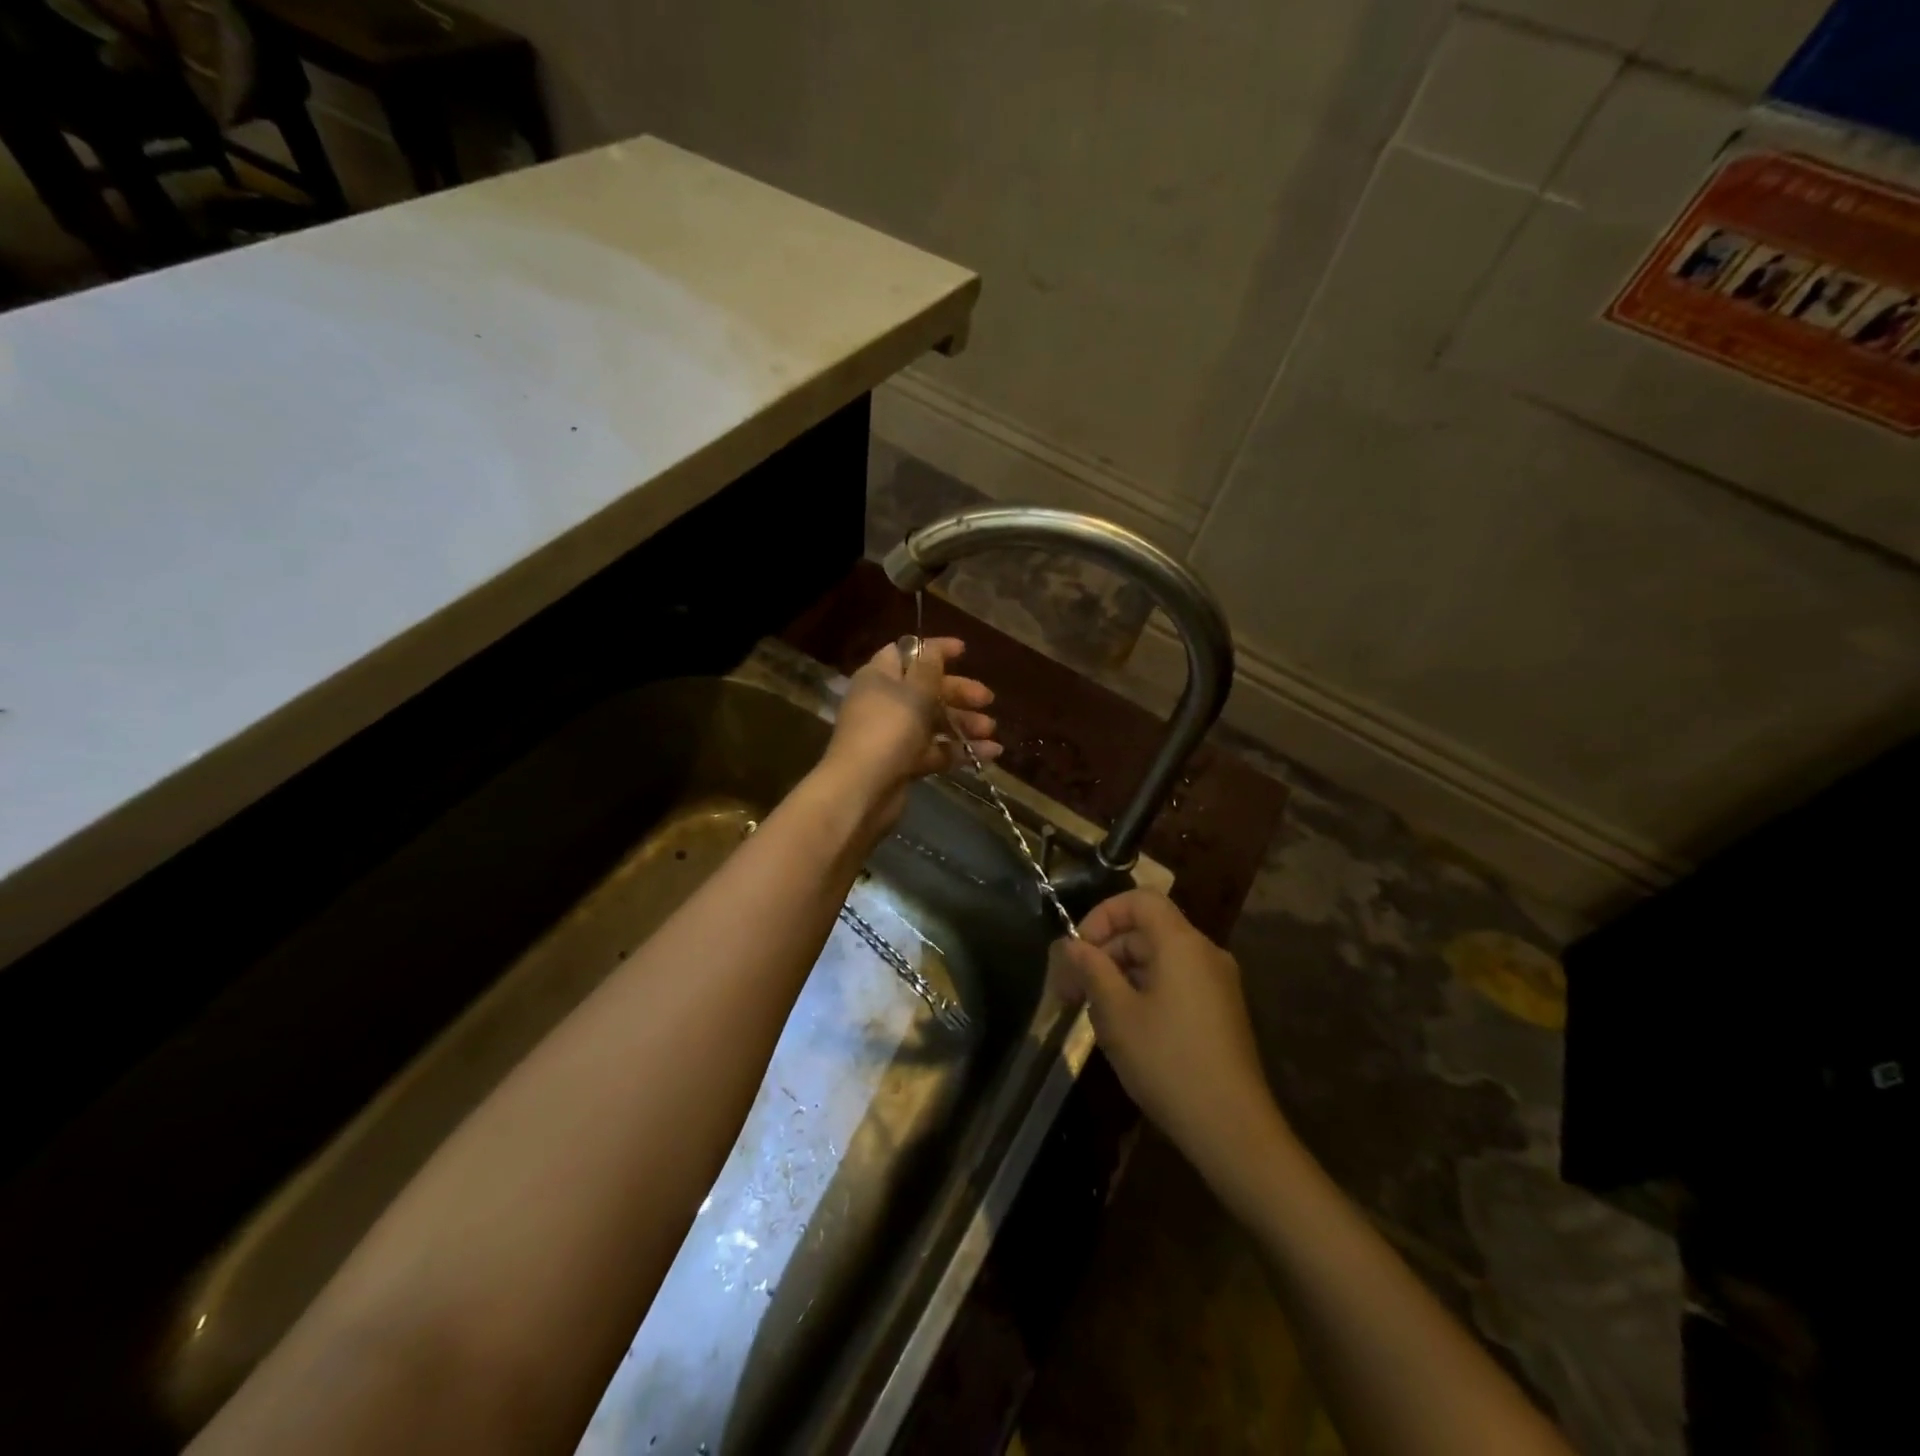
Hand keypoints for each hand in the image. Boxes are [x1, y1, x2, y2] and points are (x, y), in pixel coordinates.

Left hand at [819, 636, 998, 828]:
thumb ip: (928, 667)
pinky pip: (936, 751)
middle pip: (926, 689)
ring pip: (934, 722)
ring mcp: (894, 735)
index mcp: (879, 677)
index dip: (934, 650)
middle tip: (987, 698)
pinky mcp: (904, 764)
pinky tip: (990, 753)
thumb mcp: (914, 691)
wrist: (862, 790)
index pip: (906, 653)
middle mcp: (885, 703)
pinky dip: (961, 750)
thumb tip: (931, 648)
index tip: (964, 651)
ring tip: (990, 729)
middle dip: (958, 692)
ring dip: (964, 722)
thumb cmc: (888, 730)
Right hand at [1049, 890, 1277, 1180]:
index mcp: (1182, 943)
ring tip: (1095, 1016)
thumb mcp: (1116, 1014)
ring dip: (1121, 976)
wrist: (1233, 1129)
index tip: (1078, 951)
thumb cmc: (1168, 1062)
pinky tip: (1127, 1030)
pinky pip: (1175, 982)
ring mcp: (1217, 983)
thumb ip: (1091, 970)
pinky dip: (1144, 992)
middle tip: (1071, 991)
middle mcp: (1204, 953)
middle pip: (1147, 930)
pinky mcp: (1220, 1011)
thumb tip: (1070, 945)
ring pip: (1158, 959)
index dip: (1102, 915)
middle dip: (1105, 952)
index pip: (1139, 900)